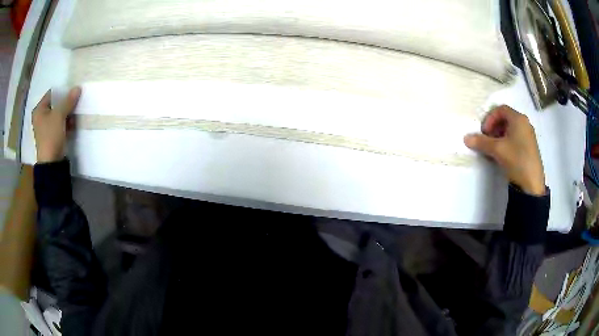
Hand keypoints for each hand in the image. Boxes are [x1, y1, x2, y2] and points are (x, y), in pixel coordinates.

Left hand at [33, 87, 80, 162]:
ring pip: (58, 114)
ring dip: (67, 113)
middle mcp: (40, 117)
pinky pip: (59, 124)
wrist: (51, 162)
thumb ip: (68, 101)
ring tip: (75, 112)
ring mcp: (45, 127)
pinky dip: (65, 122)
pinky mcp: (51, 136)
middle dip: (65, 103)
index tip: (72, 91)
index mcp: (39, 110)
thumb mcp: (60, 115)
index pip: (52, 94)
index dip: (62, 92)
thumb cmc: (51, 135)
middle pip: (55, 104)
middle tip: (75, 100)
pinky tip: (72, 123)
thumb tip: (77, 88)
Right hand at [464, 105, 545, 195]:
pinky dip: (506, 142)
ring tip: (493, 148)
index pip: (500, 109)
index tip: (484, 132)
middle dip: (493, 127)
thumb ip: (481, 142)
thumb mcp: (497, 150)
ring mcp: (528, 136)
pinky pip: (515, 138)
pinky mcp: (530, 147)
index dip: (489, 118)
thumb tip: (466, 138)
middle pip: (505, 118)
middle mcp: (524, 123)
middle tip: (487, 139)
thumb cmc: (517, 160)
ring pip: (510, 129)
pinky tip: (503, 154)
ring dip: (499, 135)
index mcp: (518, 119)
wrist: (532, 185)